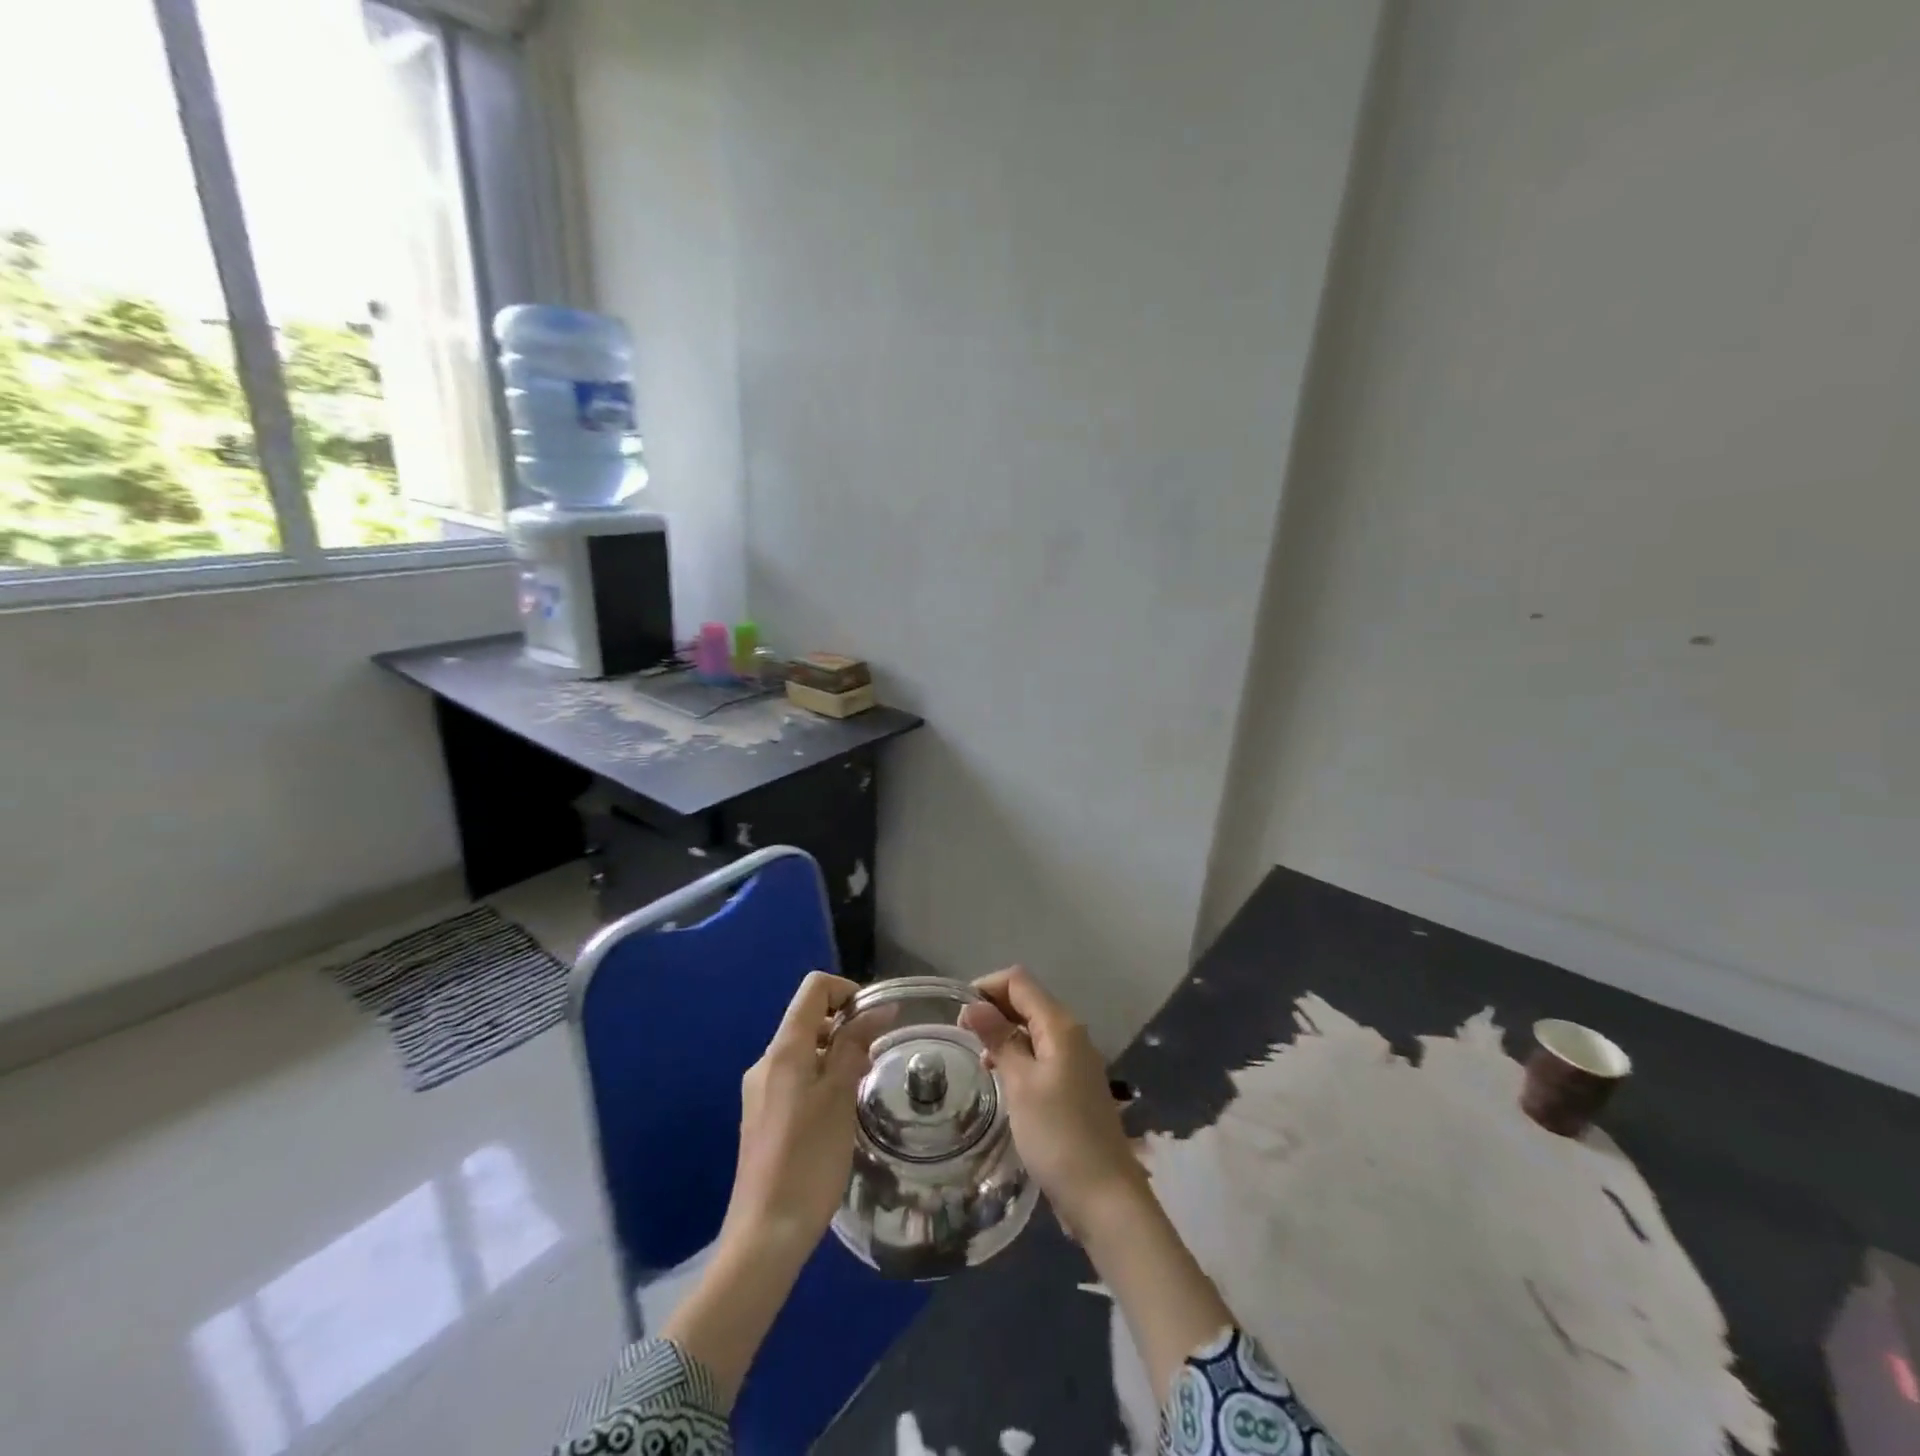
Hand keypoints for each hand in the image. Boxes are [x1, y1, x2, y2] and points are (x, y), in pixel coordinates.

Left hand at [722, 970, 868, 1258]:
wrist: (765, 1234)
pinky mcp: (762, 1117)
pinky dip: (822, 1080)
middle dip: (846, 1027)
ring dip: (836, 1056)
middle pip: (809, 1018)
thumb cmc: (809, 1158)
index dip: (848, 992)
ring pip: (804, 1051)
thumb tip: (878, 1008)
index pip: (814, 989)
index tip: (875, 1022)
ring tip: (861, 1088)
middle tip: (875, 1060)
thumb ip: (855, 1045)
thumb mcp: (840, 1096)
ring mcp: (760, 1091)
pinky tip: (839, 1115)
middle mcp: (766, 1061)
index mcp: (783, 1049)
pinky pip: (796, 1079)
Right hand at [966, 967, 1235, 1405]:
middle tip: (961, 1037)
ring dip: (1003, 1034)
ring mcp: (1076, 1060)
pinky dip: (1018, 1056)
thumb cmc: (1058, 1135)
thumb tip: (973, 1004)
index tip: (958, 1014)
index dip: (986, 987)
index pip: (1019, 981)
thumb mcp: (1020, 1084)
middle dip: (993, 1009)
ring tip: (977, 1058)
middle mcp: (1071, 1034)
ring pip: (1032, 1028)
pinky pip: (1041, 1054)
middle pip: (1027, 1001)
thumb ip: (998, 1038)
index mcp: (1060, 1025)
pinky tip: (1000, 1079)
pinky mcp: (1074, 1085)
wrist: (1105, 1198)